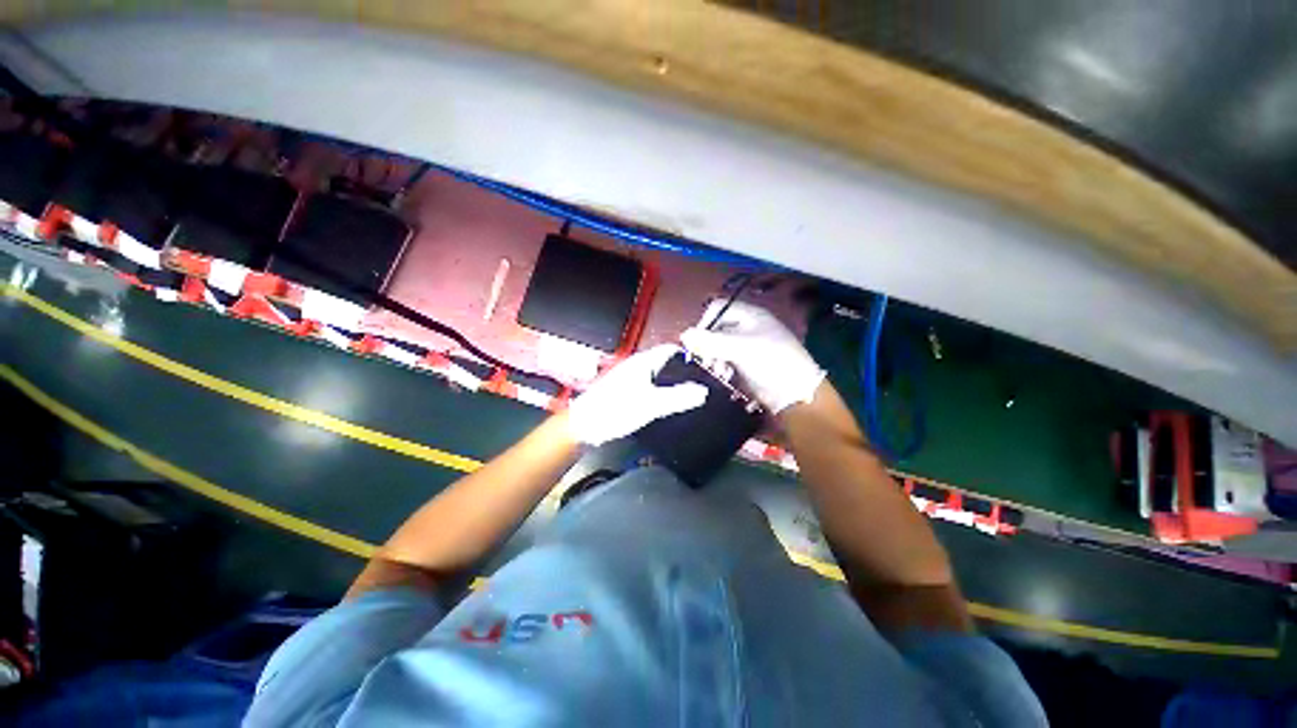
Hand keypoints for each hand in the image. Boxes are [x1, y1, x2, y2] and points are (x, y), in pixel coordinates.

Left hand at [566, 345, 708, 444]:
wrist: (584, 426)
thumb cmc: (613, 411)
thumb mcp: (650, 405)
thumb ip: (677, 398)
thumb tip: (702, 392)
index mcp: (642, 362)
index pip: (670, 349)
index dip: (689, 353)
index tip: (706, 362)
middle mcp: (636, 366)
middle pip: (665, 362)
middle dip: (683, 369)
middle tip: (702, 381)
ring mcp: (630, 378)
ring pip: (658, 375)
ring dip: (672, 381)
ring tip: (689, 393)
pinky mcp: (626, 391)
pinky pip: (650, 386)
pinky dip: (662, 391)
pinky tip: (668, 403)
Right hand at [679, 301, 825, 414]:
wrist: (796, 393)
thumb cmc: (770, 362)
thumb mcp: (740, 348)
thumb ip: (710, 341)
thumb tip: (683, 335)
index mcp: (750, 315)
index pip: (717, 309)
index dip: (704, 323)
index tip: (697, 342)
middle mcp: (747, 326)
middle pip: (716, 328)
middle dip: (708, 344)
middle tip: (707, 361)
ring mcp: (748, 344)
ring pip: (719, 345)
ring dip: (714, 357)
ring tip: (718, 372)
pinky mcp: (747, 361)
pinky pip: (726, 358)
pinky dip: (722, 366)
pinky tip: (726, 376)